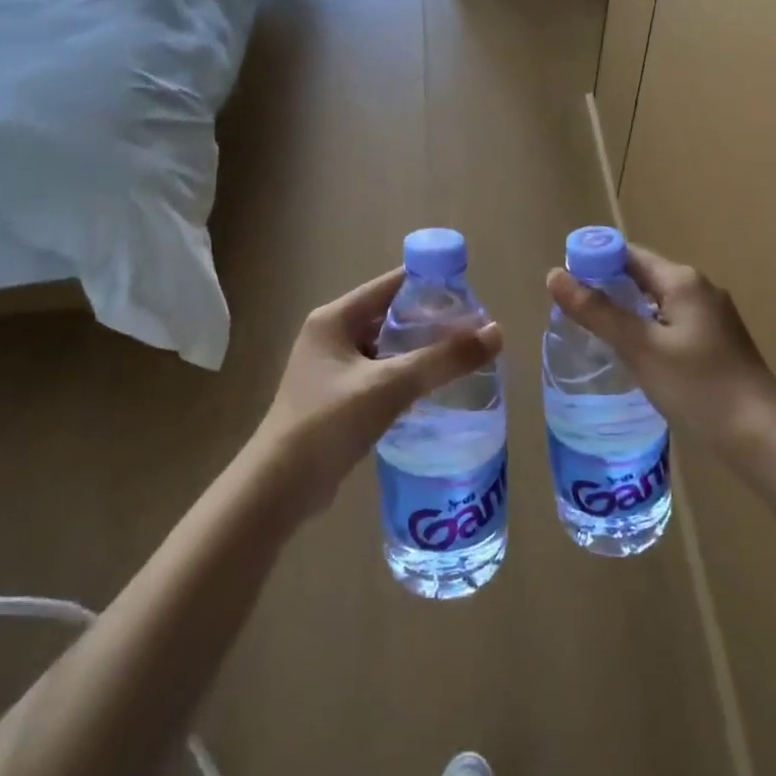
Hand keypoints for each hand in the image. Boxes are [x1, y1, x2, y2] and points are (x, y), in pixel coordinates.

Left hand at [254, 267, 502, 517]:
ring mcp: (331, 370)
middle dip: (429, 322)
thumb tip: (496, 332)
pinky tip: (433, 392)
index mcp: (334, 319)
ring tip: (461, 360)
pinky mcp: (336, 400)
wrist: (279, 489)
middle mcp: (330, 336)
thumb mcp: (390, 385)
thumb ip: (443, 359)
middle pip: (389, 316)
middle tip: (472, 332)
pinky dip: (405, 378)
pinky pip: (379, 376)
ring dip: (419, 352)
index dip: (429, 285)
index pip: (390, 285)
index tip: (469, 296)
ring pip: (386, 349)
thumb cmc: (328, 423)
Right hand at [546, 244, 775, 454]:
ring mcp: (711, 316)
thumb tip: (554, 275)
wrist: (760, 434)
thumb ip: (597, 311)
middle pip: (642, 276)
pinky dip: (646, 329)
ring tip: (593, 334)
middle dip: (606, 288)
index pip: (628, 254)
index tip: (564, 285)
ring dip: (626, 311)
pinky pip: (670, 323)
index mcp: (682, 280)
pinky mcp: (716, 342)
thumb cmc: (697, 385)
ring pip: (656, 302)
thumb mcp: (640, 347)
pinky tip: (632, 355)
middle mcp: (699, 289)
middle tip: (571, 313)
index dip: (593, 262)